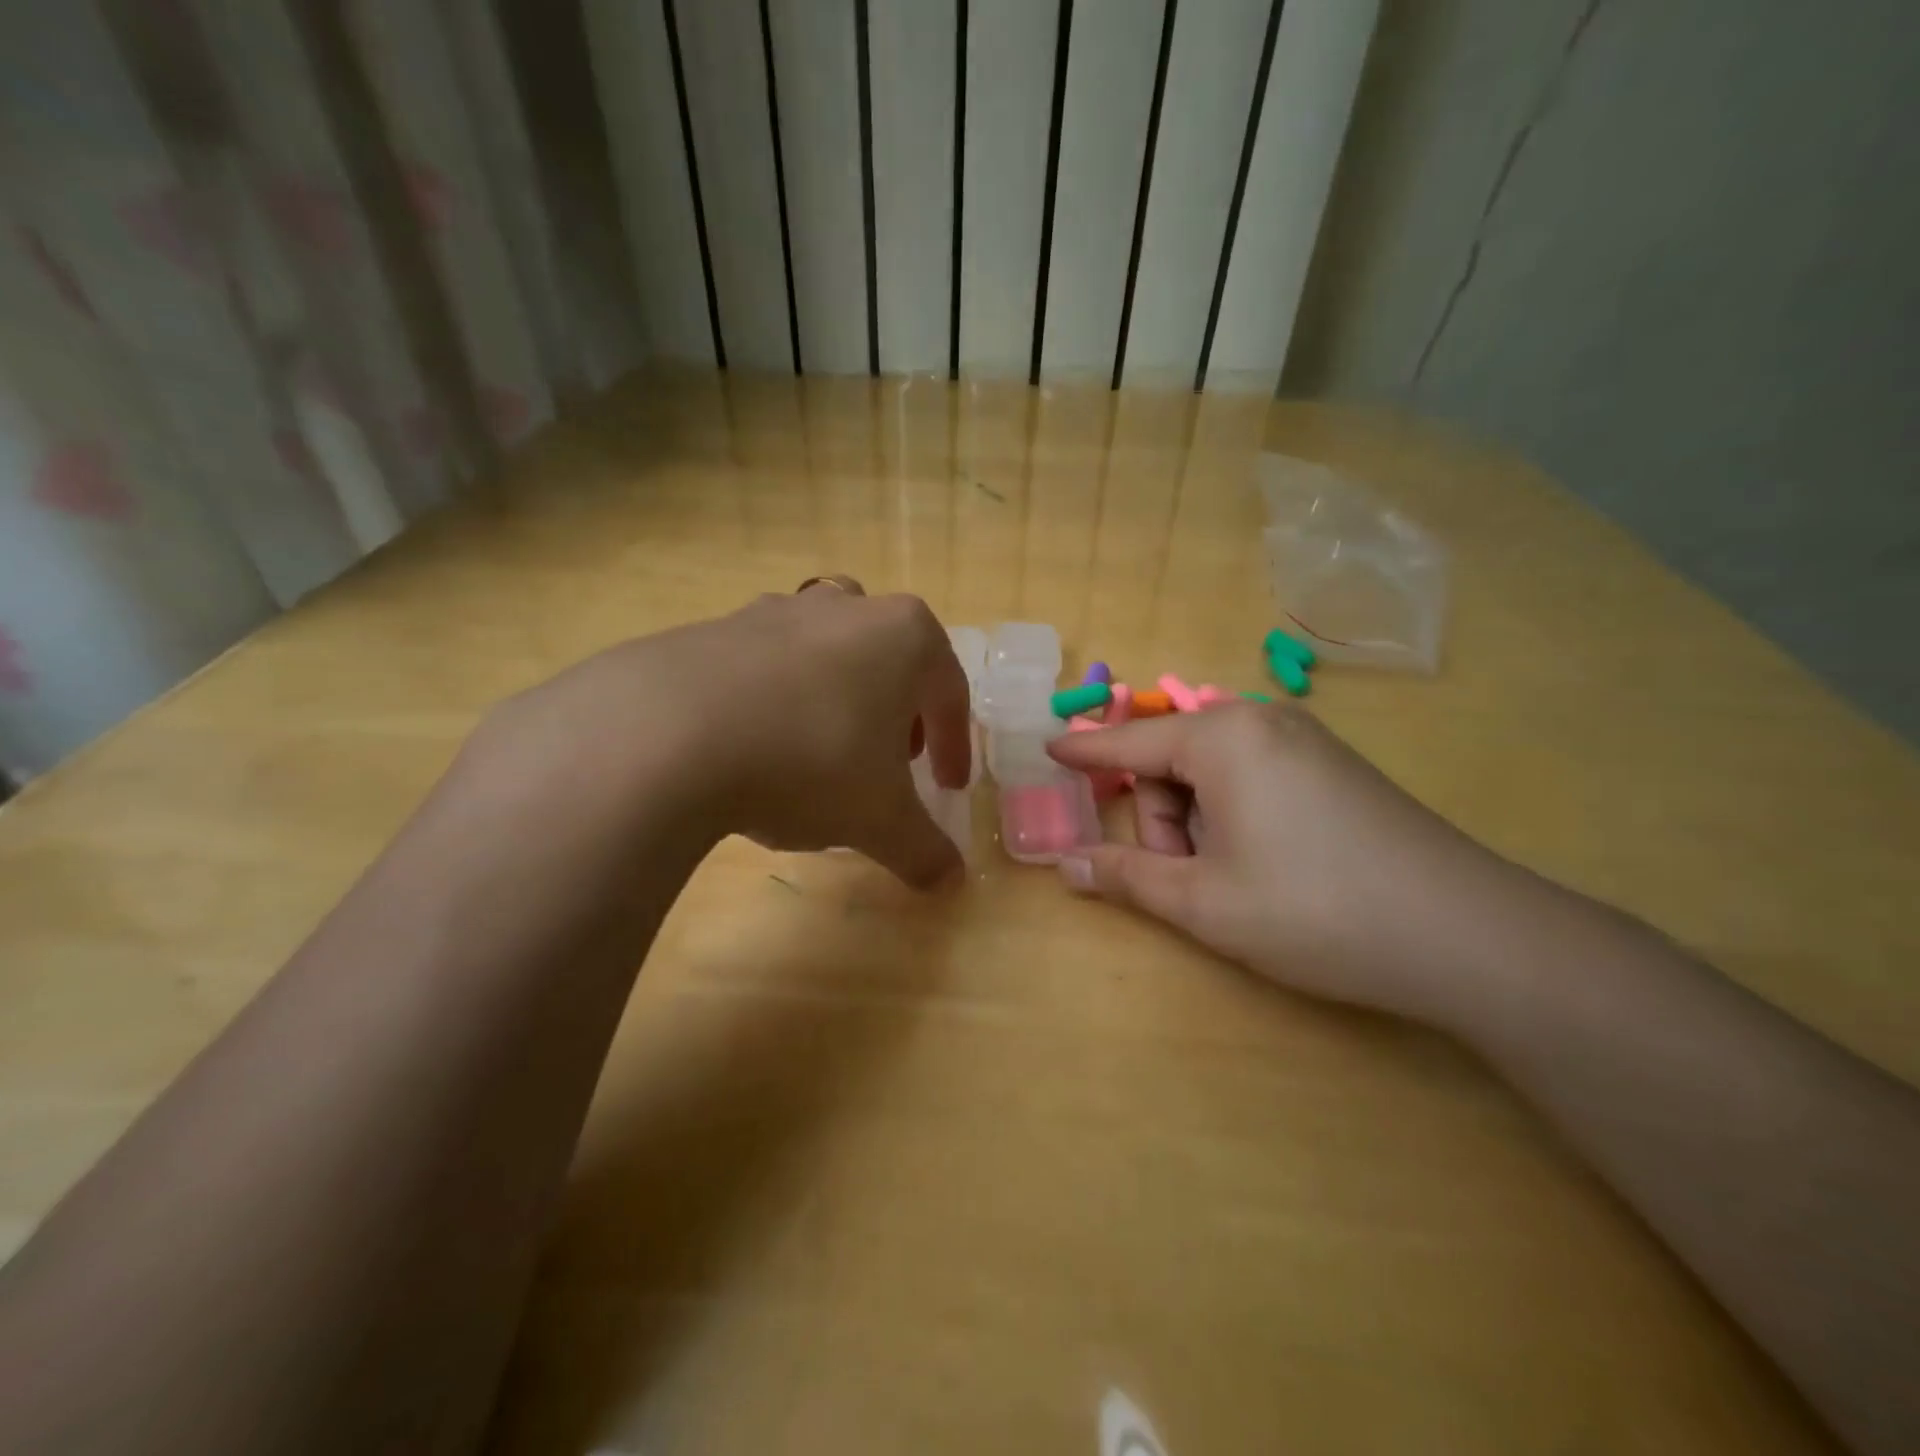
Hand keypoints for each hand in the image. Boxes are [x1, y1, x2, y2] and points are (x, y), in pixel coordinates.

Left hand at [470, 581, 970, 888]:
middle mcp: (845, 608)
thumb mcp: (879, 820)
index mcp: (904, 637)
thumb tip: (949, 882)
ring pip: (826, 652)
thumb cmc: (810, 762)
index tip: (948, 786)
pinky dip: (775, 700)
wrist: (668, 734)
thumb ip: (922, 849)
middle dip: (896, 710)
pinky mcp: (714, 628)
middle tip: (888, 760)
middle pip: (889, 658)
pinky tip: (755, 747)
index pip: (949, 692)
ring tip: (821, 751)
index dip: (954, 744)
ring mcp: (775, 610)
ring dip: (836, 697)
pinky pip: (764, 665)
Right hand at [1047, 704, 1526, 1021]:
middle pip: (1171, 761)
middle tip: (1185, 878)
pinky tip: (1266, 861)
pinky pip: (1251, 776)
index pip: (1128, 743)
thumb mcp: (1204, 902)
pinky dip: (1233, 814)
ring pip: (1212, 772)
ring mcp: (1303, 740)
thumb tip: (1066, 864)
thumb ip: (1126, 877)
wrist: (1468, 936)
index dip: (1084, 753)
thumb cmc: (1315, 910)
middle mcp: (1260, 721)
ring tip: (1232, 879)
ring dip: (1198, 823)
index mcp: (1221, 738)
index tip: (1046, 750)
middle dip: (1161, 819)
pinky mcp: (1332, 766)